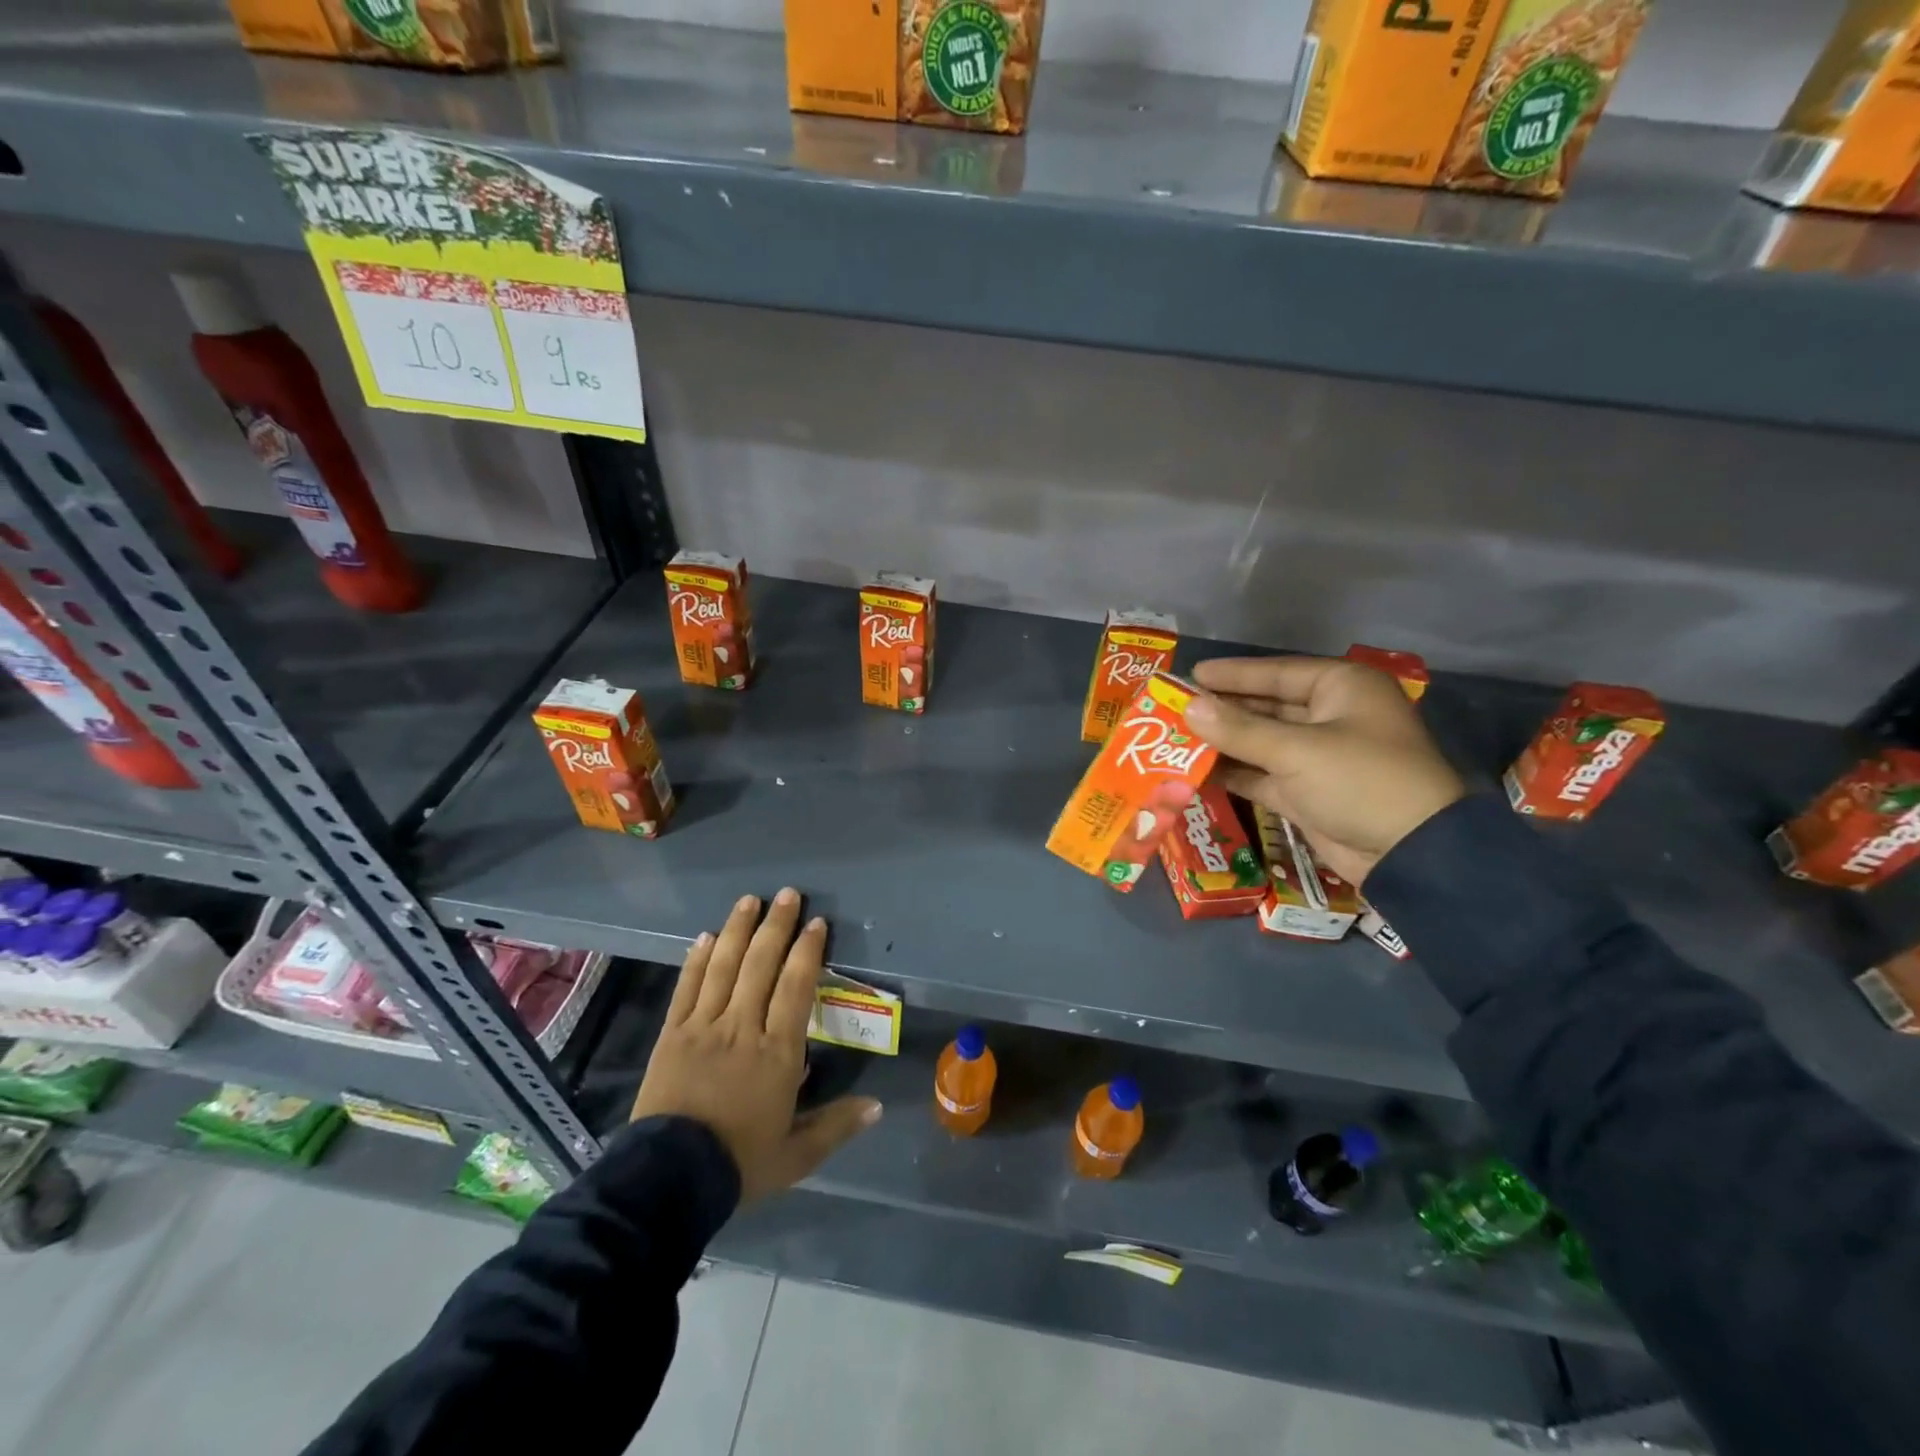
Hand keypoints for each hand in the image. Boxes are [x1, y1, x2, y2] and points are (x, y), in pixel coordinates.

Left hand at [631, 889, 881, 1202]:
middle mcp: (743, 1027)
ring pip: (724, 966)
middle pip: (761, 965)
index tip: (817, 923)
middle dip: (776, 926)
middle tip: (788, 894)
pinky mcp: (672, 1034)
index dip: (808, 951)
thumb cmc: (739, 1163)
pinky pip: (687, 987)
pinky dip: (698, 959)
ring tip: (750, 900)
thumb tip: (877, 1106)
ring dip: (739, 929)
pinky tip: (706, 936)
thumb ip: (836, 1126)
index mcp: (778, 1052)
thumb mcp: (796, 1155)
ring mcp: (704, 1026)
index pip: (796, 987)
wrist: (667, 1180)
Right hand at [1185, 656, 1464, 885]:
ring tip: (1175, 739)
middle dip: (1222, 710)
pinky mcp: (1307, 792)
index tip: (1190, 675)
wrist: (1411, 853)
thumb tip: (1189, 707)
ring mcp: (1319, 757)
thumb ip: (1238, 730)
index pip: (1277, 673)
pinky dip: (1233, 772)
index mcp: (1341, 689)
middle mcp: (1330, 717)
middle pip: (1266, 707)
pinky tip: (1196, 770)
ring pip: (1261, 742)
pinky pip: (1262, 774)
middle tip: (1174, 709)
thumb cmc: (1360, 781)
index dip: (1233, 675)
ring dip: (1223, 742)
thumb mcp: (1297, 751)